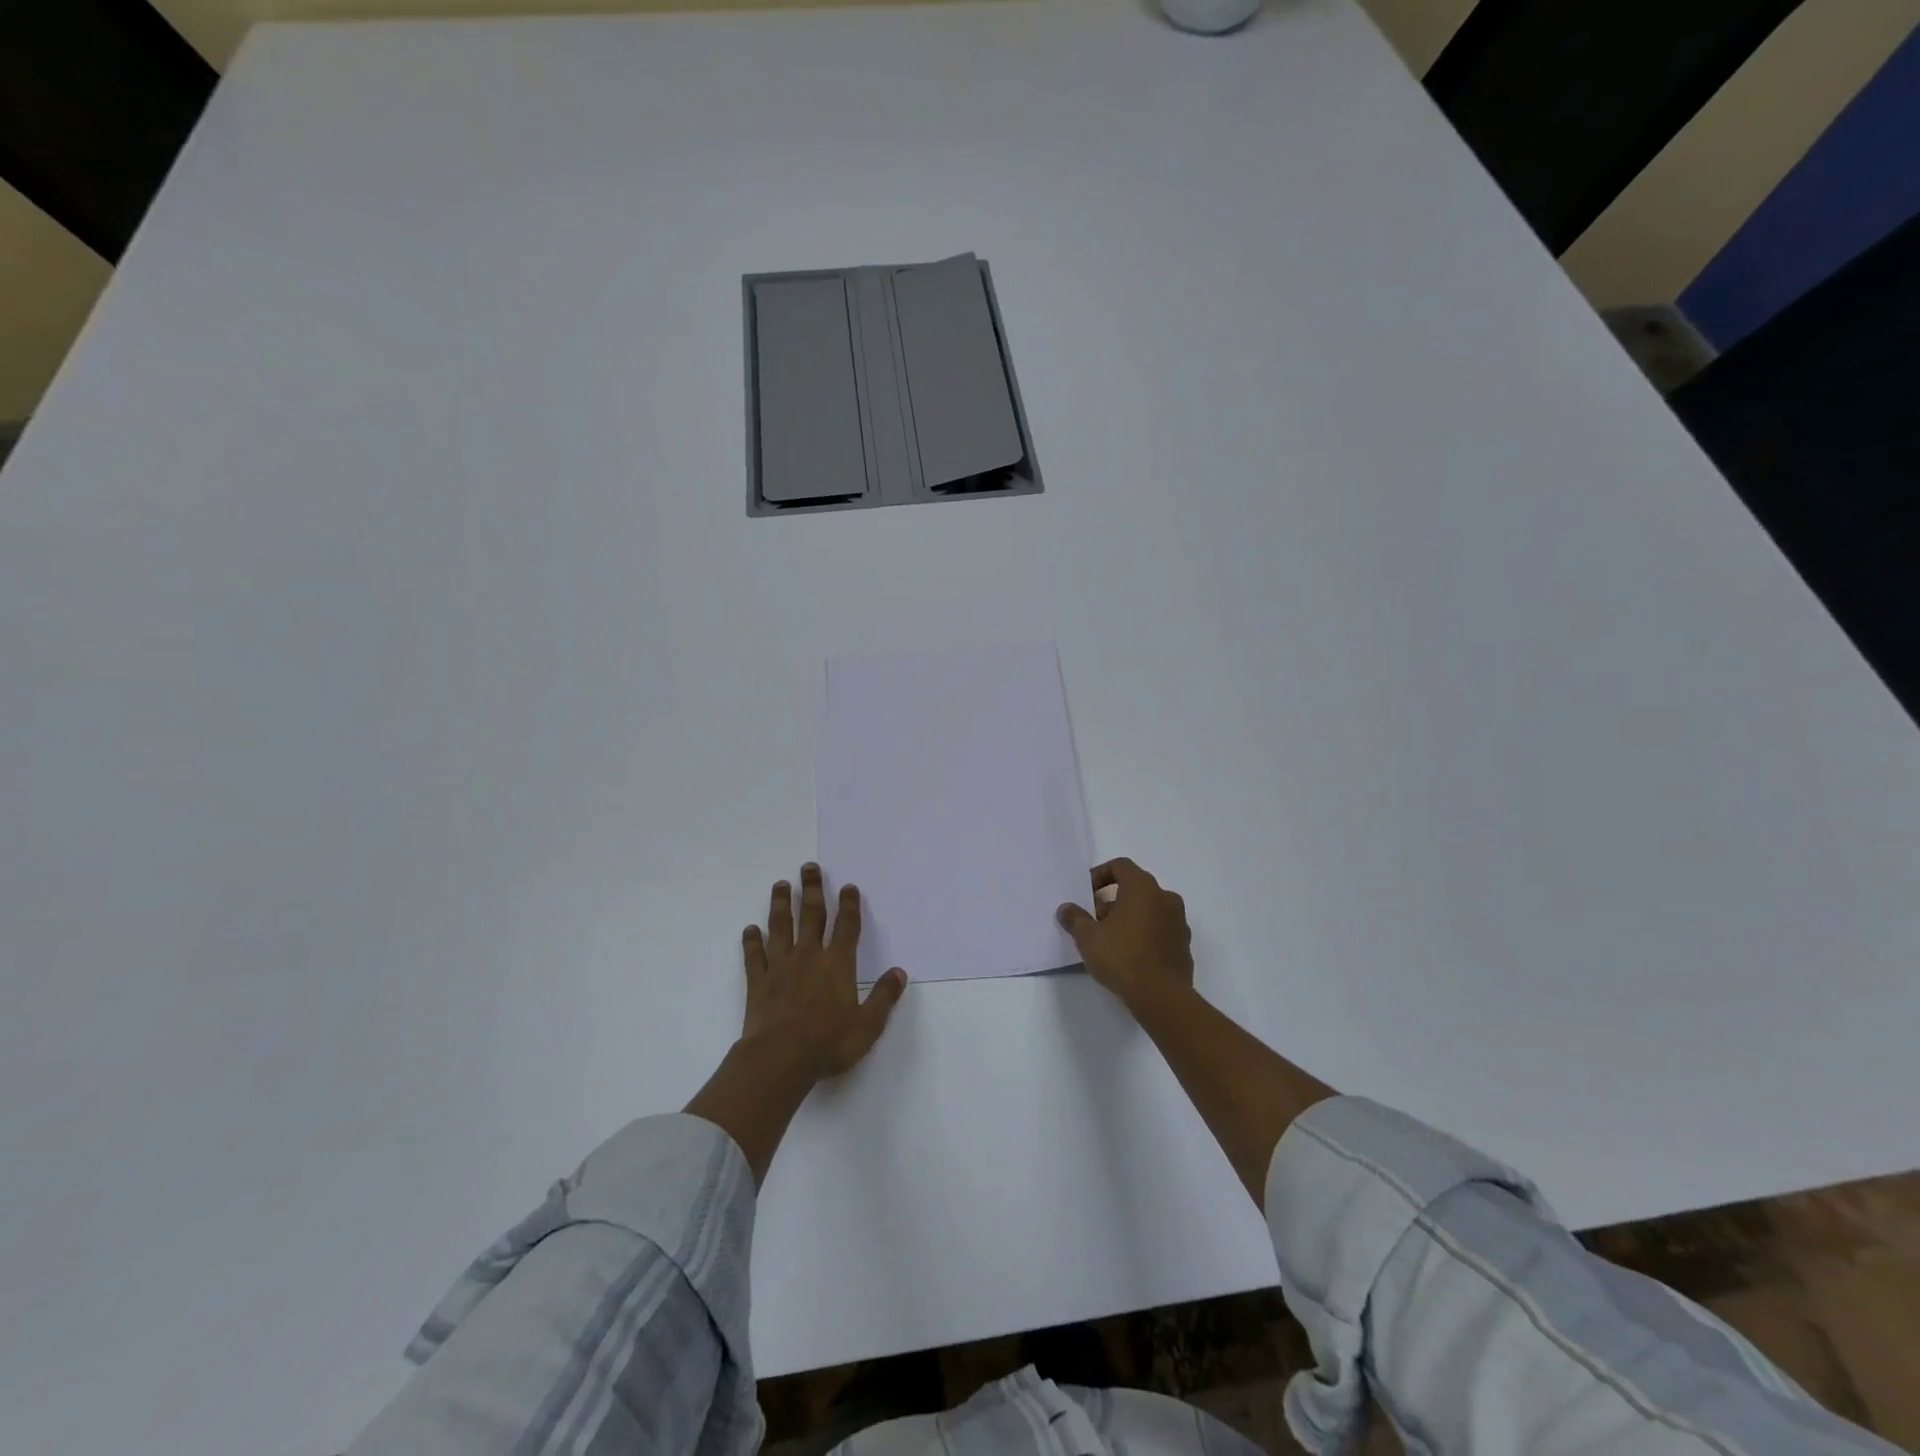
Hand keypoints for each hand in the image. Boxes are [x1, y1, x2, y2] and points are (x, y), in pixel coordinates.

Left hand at [741, 862, 907, 1078]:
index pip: (846, 927)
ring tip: (781, 885)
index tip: (848, 887)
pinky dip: (752, 941)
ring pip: (780, 927)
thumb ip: (884, 996)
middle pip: (811, 915)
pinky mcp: (758, 981)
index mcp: (837, 964)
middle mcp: (809, 956)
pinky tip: (750, 929)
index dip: (849, 905)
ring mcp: (780, 966)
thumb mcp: (868, 1025)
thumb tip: (899, 972)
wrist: (779, 1059)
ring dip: (781, 904)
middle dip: (812, 889)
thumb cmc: (828, 1043)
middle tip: (809, 867)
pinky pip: (754, 955)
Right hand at [1056, 857, 1193, 1013]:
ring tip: (1110, 939)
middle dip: (1113, 900)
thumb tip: (1066, 909)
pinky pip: (1161, 930)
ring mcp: (1179, 922)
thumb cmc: (1122, 957)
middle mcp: (1165, 897)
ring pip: (1150, 910)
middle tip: (1095, 920)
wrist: (1161, 996)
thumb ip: (1076, 919)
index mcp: (1143, 887)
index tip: (1086, 894)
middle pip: (1136, 888)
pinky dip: (1145, 934)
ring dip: (1130, 918)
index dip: (1100, 875)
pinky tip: (1130, 955)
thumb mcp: (1088, 938)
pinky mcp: (1184, 945)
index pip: (1120, 866)